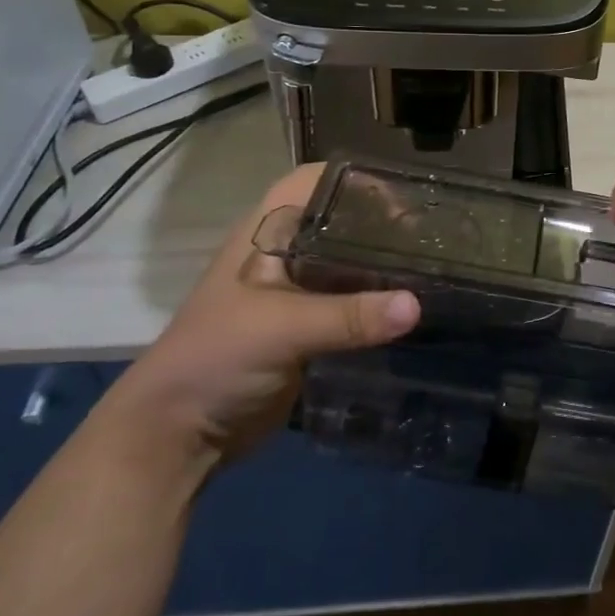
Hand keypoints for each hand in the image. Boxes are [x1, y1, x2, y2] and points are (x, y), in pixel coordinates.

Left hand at [92, 163, 419, 476]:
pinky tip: (415, 308)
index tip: (406, 194)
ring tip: (436, 267)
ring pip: (350, 265)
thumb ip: (348, 316)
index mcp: (266, 232)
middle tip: (434, 234)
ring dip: (386, 267)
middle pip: (341, 221)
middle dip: (383, 224)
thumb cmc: (216, 358)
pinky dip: (380, 303)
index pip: (315, 182)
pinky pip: (353, 305)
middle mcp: (285, 254)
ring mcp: (298, 293)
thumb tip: (416, 306)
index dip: (357, 179)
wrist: (178, 436)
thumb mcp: (281, 328)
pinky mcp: (310, 329)